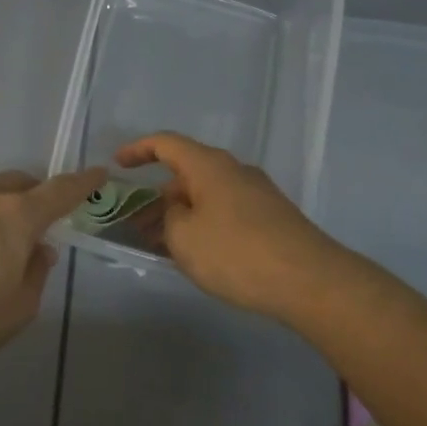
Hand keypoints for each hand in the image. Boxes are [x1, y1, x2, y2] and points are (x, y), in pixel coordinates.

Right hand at [117, 132, 343, 322]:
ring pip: (205, 197)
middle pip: (187, 174)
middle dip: (157, 197)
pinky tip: (193, 254)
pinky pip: (224, 213)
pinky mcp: (270, 219)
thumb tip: (177, 211)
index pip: (166, 144)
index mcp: (209, 166)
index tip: (118, 164)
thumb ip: (169, 218)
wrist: (309, 281)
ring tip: (158, 244)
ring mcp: (256, 195)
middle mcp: (234, 172)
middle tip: (135, 224)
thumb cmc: (236, 252)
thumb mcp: (183, 237)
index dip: (138, 150)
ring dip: (179, 215)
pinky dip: (202, 225)